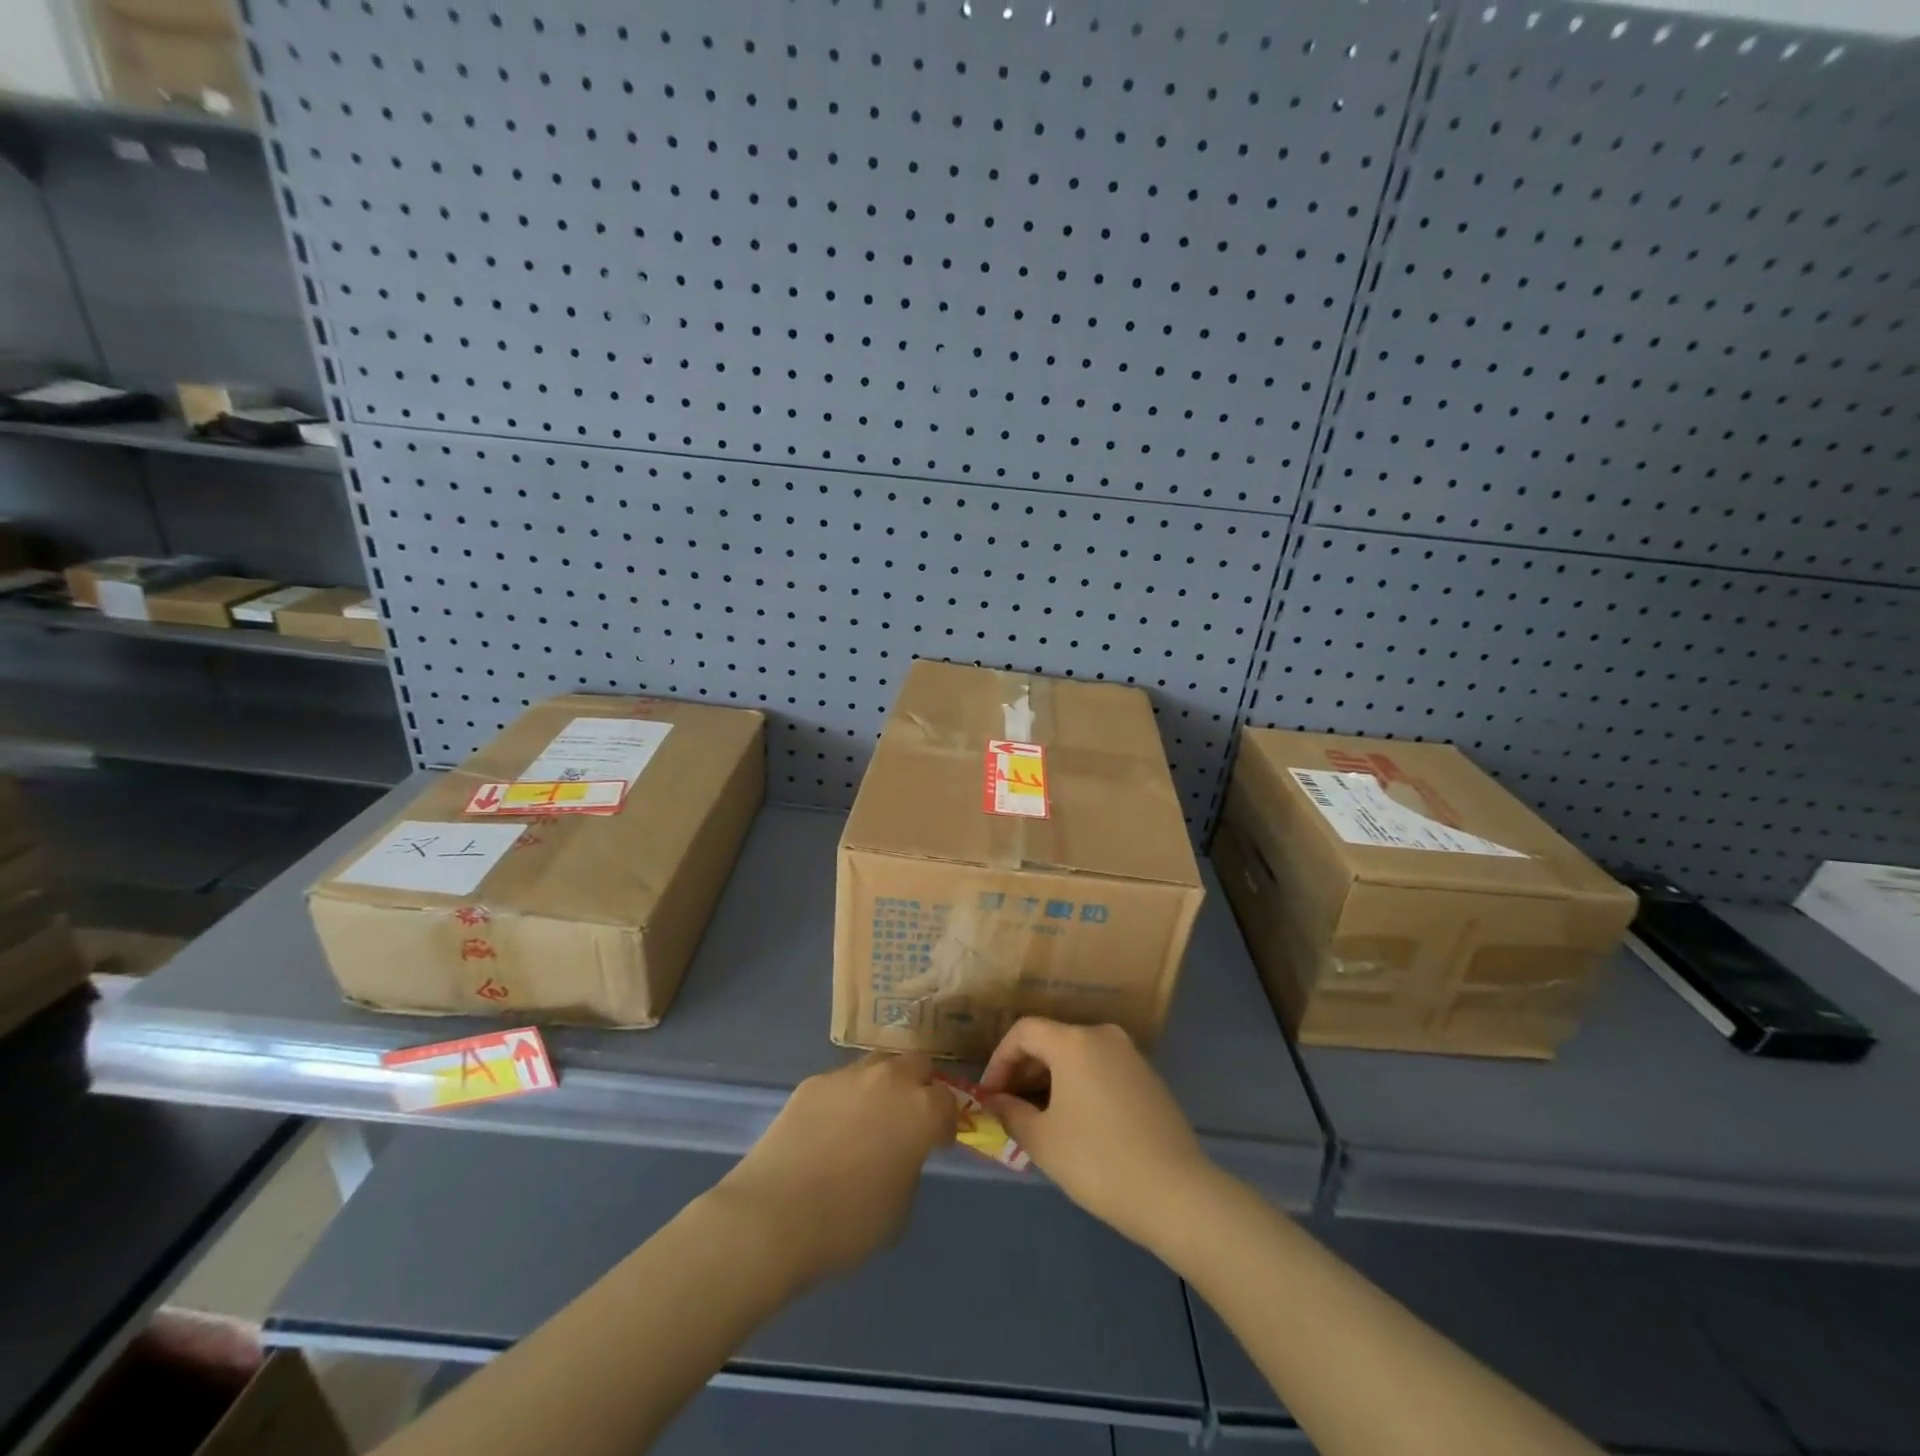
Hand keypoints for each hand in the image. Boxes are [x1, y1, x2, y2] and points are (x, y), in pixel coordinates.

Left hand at [714, 1052, 957, 1284]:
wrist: (775, 1215)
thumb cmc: (848, 1223)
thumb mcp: (900, 1208)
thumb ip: (910, 1168)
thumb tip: (901, 1154)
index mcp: (921, 1111)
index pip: (948, 1102)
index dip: (945, 1123)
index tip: (937, 1143)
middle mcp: (890, 1080)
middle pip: (917, 1064)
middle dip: (919, 1086)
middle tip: (908, 1117)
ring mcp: (848, 1076)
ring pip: (878, 1064)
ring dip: (883, 1084)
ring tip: (869, 1116)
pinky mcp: (813, 1082)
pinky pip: (840, 1083)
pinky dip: (845, 1098)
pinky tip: (829, 1128)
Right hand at [980, 1018, 1220, 1253]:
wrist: (1176, 1193)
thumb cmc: (1098, 1162)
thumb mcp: (1043, 1141)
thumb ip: (1010, 1113)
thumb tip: (995, 1101)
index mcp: (1073, 1042)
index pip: (1024, 1032)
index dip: (999, 1059)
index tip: (990, 1094)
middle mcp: (1102, 1035)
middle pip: (1052, 1039)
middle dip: (1025, 1071)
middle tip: (1009, 1108)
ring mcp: (1130, 1054)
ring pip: (1078, 1055)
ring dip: (1052, 1079)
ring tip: (1039, 1118)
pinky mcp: (1148, 1077)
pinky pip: (1101, 1068)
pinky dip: (1080, 1084)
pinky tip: (1076, 1122)